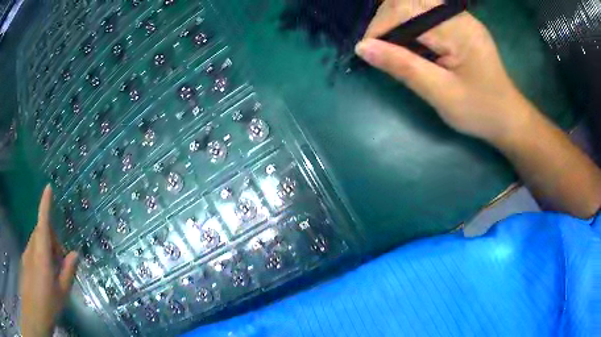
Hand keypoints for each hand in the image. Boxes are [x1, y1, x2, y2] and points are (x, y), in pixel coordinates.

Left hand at [20, 185, 78, 336]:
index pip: (43, 223)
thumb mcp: (61, 293)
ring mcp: (27, 254)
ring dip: (46, 247)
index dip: (45, 204)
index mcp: (42, 254)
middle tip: (62, 258)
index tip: (48, 188)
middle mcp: (32, 248)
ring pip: (36, 240)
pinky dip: (41, 254)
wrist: (34, 310)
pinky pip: (33, 249)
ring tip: (55, 270)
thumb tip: (75, 254)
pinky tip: (46, 274)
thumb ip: (67, 272)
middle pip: (41, 231)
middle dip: (52, 237)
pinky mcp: (25, 260)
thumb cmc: (48, 304)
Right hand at [355, 0, 530, 143]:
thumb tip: (363, 48)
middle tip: (376, 47)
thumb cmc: (479, 111)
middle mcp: (458, 16)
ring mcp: (459, 17)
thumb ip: (404, 67)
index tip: (366, 49)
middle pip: (408, 0)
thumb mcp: (441, 94)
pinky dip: (408, 23)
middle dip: (386, 20)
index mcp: (459, 30)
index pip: (407, 11)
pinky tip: (406, 41)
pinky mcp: (458, 24)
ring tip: (389, 44)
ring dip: (395, 19)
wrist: (507, 117)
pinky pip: (425, 12)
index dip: (380, 25)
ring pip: (414, 3)